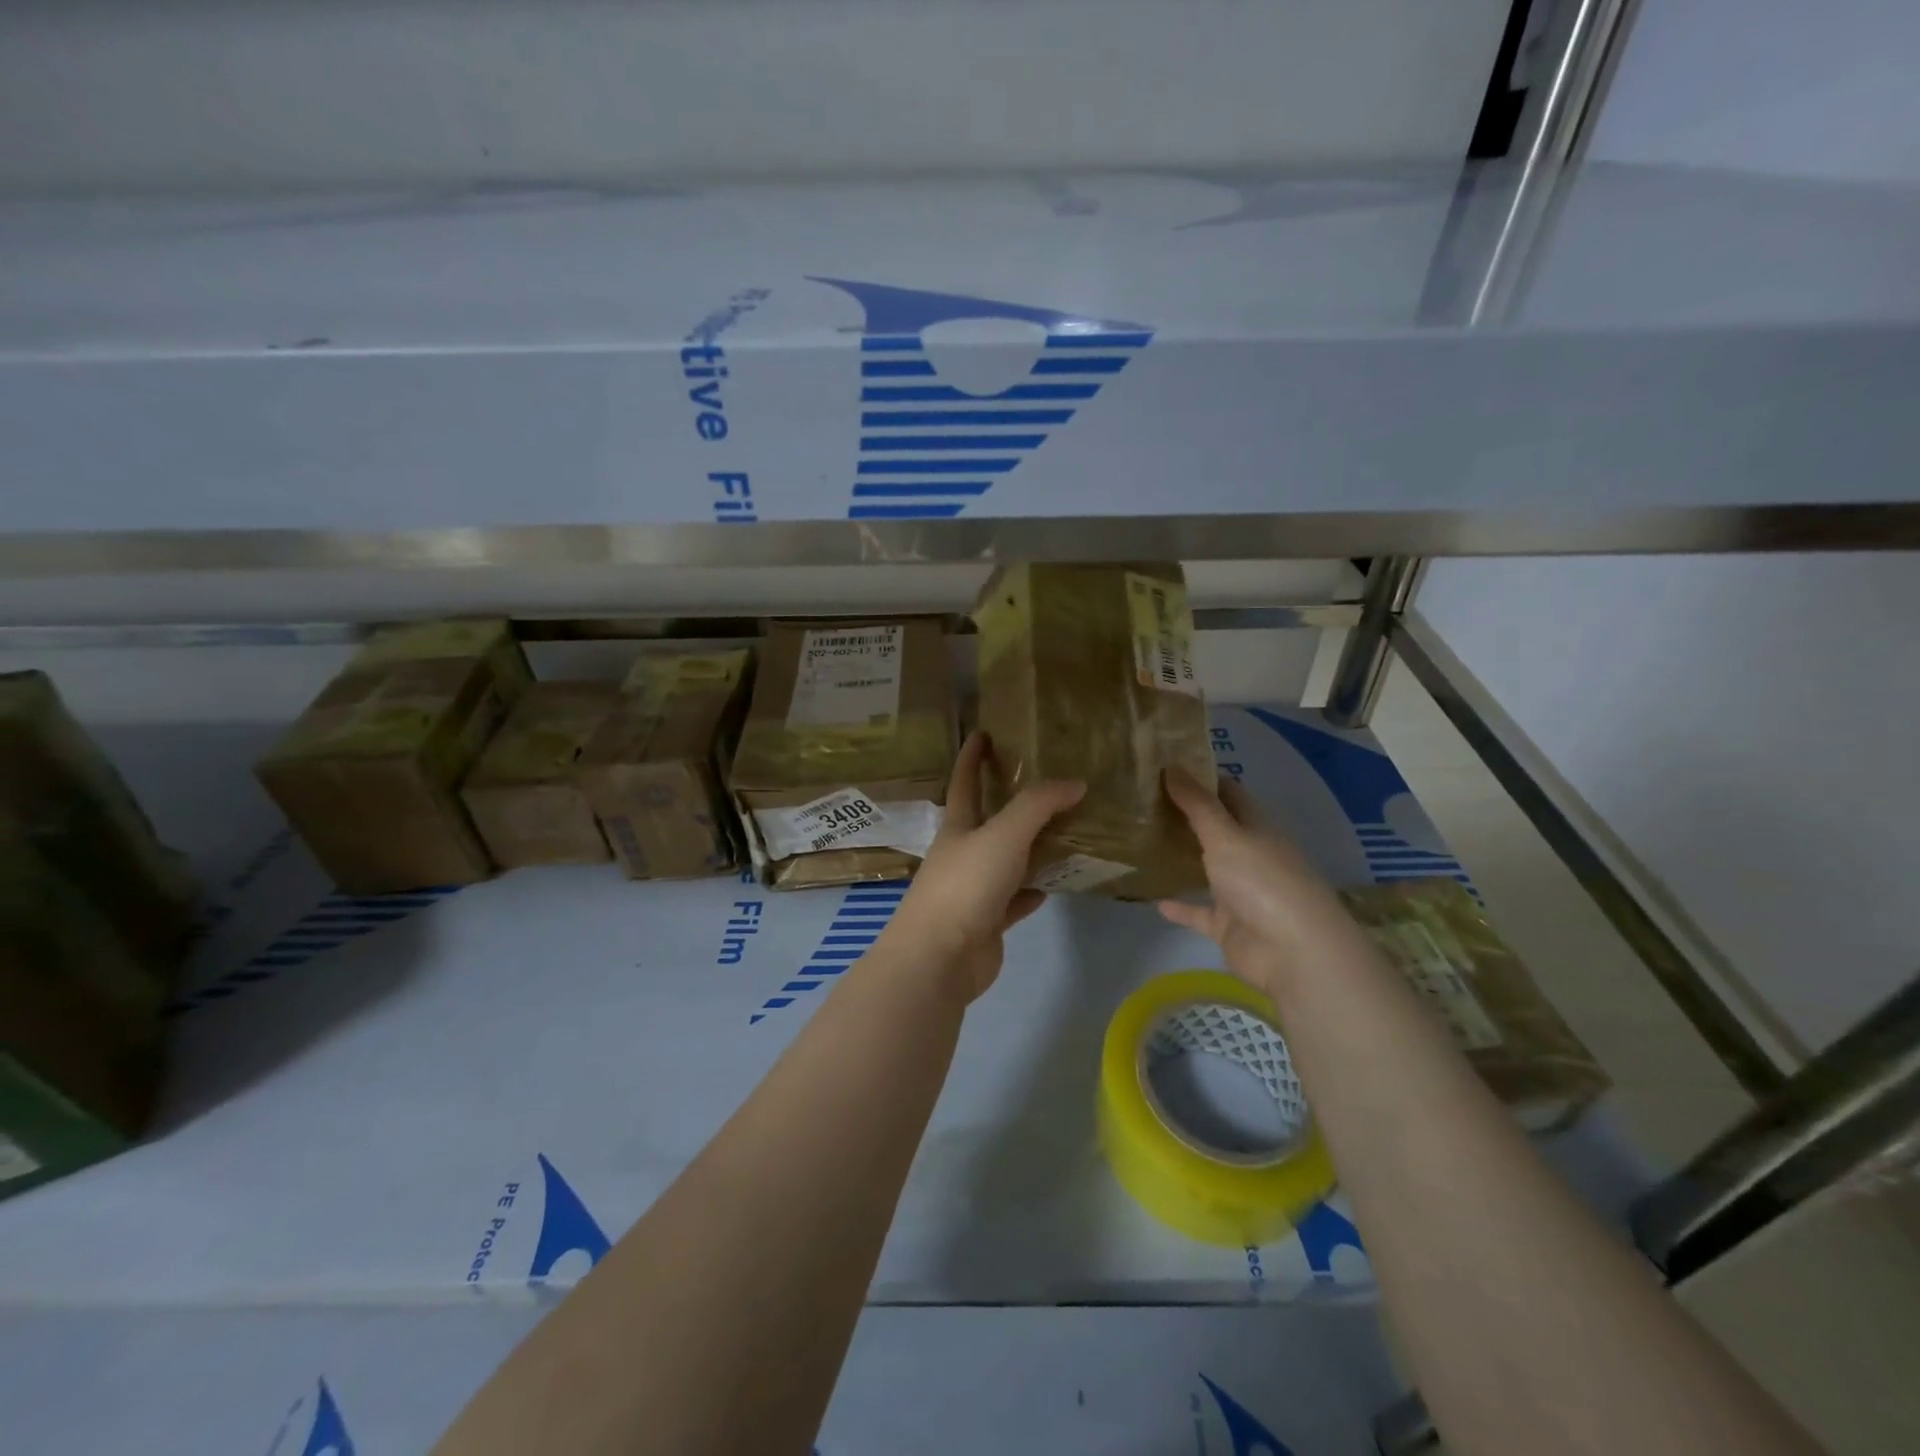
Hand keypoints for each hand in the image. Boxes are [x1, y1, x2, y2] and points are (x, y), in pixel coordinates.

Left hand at [879, 731, 1083, 1002]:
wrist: (941, 957)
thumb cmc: (966, 885)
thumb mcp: (1004, 835)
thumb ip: (1039, 805)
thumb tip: (1075, 782)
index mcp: (958, 828)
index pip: (964, 782)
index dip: (972, 756)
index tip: (982, 732)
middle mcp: (963, 854)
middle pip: (989, 821)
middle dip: (1011, 801)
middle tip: (1048, 784)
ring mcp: (974, 890)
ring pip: (1007, 861)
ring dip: (1031, 848)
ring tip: (1066, 831)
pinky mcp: (987, 922)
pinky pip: (1016, 899)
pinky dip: (1033, 890)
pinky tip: (1053, 884)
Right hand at [1156, 767, 1359, 999]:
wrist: (1293, 952)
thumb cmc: (1262, 881)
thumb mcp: (1226, 835)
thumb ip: (1197, 805)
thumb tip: (1171, 765)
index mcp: (1256, 828)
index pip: (1228, 793)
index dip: (1201, 778)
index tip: (1165, 766)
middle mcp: (1250, 855)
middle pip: (1216, 830)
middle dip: (1185, 816)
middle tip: (1143, 799)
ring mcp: (1240, 892)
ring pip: (1207, 870)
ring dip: (1182, 859)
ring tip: (1142, 842)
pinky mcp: (1229, 926)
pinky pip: (1199, 912)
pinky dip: (1180, 906)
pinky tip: (1153, 899)